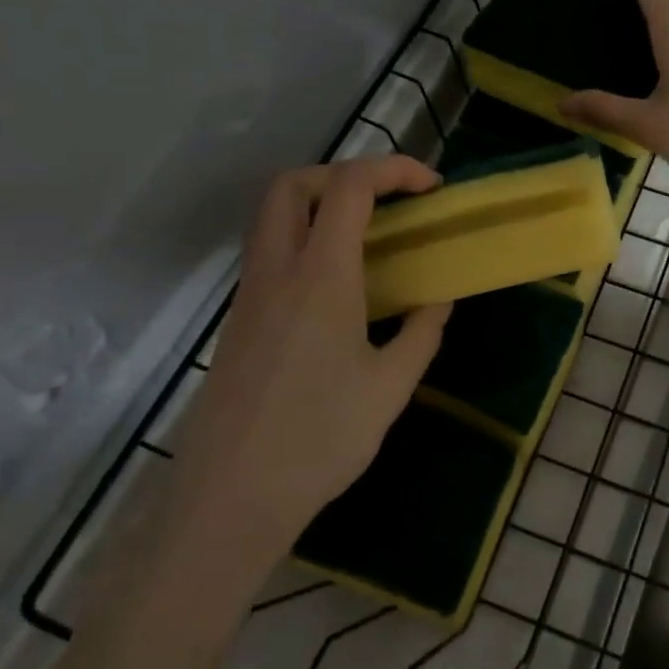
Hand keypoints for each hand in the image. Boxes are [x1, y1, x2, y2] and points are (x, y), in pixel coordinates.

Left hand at [165, 156, 451, 594]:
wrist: (231, 498)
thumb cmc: (320, 439)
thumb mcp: (391, 387)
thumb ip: (421, 333)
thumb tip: (438, 300)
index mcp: (321, 277)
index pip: (350, 187)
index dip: (394, 170)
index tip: (431, 189)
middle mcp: (277, 271)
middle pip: (294, 184)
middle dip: (345, 173)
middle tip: (388, 201)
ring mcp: (249, 295)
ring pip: (274, 217)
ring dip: (321, 205)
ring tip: (370, 239)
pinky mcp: (239, 320)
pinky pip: (271, 253)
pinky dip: (307, 240)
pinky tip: (340, 287)